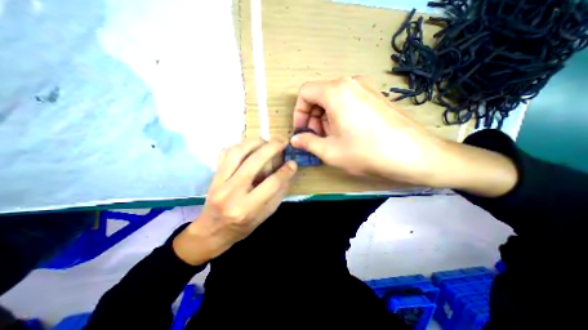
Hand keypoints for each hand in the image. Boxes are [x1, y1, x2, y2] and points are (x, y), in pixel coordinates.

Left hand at [172, 138, 295, 264]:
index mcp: (248, 208)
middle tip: (282, 141)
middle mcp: (232, 193)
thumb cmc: (242, 226)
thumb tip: (288, 171)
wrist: (212, 231)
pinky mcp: (214, 176)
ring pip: (237, 153)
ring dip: (254, 142)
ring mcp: (220, 183)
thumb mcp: (265, 215)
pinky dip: (239, 145)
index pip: (272, 184)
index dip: (285, 171)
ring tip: (266, 141)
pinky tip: (249, 145)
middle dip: (271, 148)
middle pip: (254, 163)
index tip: (293, 163)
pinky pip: (225, 153)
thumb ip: (278, 193)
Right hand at [292, 76, 448, 186]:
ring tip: (332, 138)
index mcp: (336, 91)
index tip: (302, 130)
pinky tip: (348, 133)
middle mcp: (351, 82)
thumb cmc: (366, 152)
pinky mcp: (377, 96)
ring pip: (334, 99)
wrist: (414, 155)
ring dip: (326, 118)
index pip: (305, 93)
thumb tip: (295, 139)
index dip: (299, 112)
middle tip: (317, 138)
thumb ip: (308, 142)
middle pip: (320, 95)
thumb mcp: (330, 151)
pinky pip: (349, 101)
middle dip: (313, 117)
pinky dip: (340, 115)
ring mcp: (367, 87)